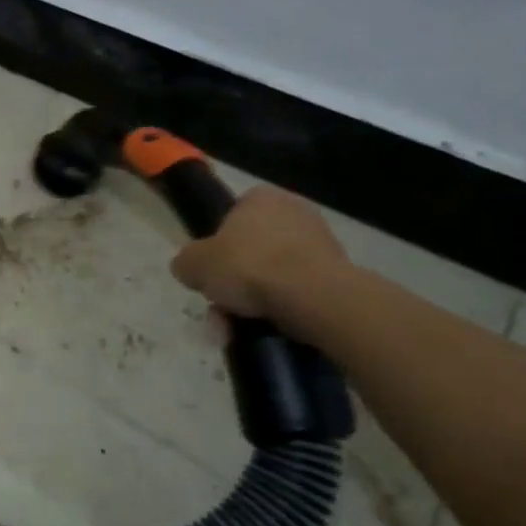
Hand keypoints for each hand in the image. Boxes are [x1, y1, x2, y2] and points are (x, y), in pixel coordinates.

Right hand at [170, 186, 348, 320]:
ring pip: (274, 273)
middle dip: (236, 280)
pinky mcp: (339, 272)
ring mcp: (322, 241)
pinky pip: (298, 290)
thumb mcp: (193, 264)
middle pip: (252, 249)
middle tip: (221, 307)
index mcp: (260, 197)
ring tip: (238, 327)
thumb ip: (186, 262)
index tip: (211, 272)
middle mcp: (294, 211)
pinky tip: (267, 328)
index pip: (231, 217)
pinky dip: (282, 307)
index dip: (217, 246)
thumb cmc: (248, 266)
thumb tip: (189, 268)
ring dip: (255, 299)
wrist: (312, 296)